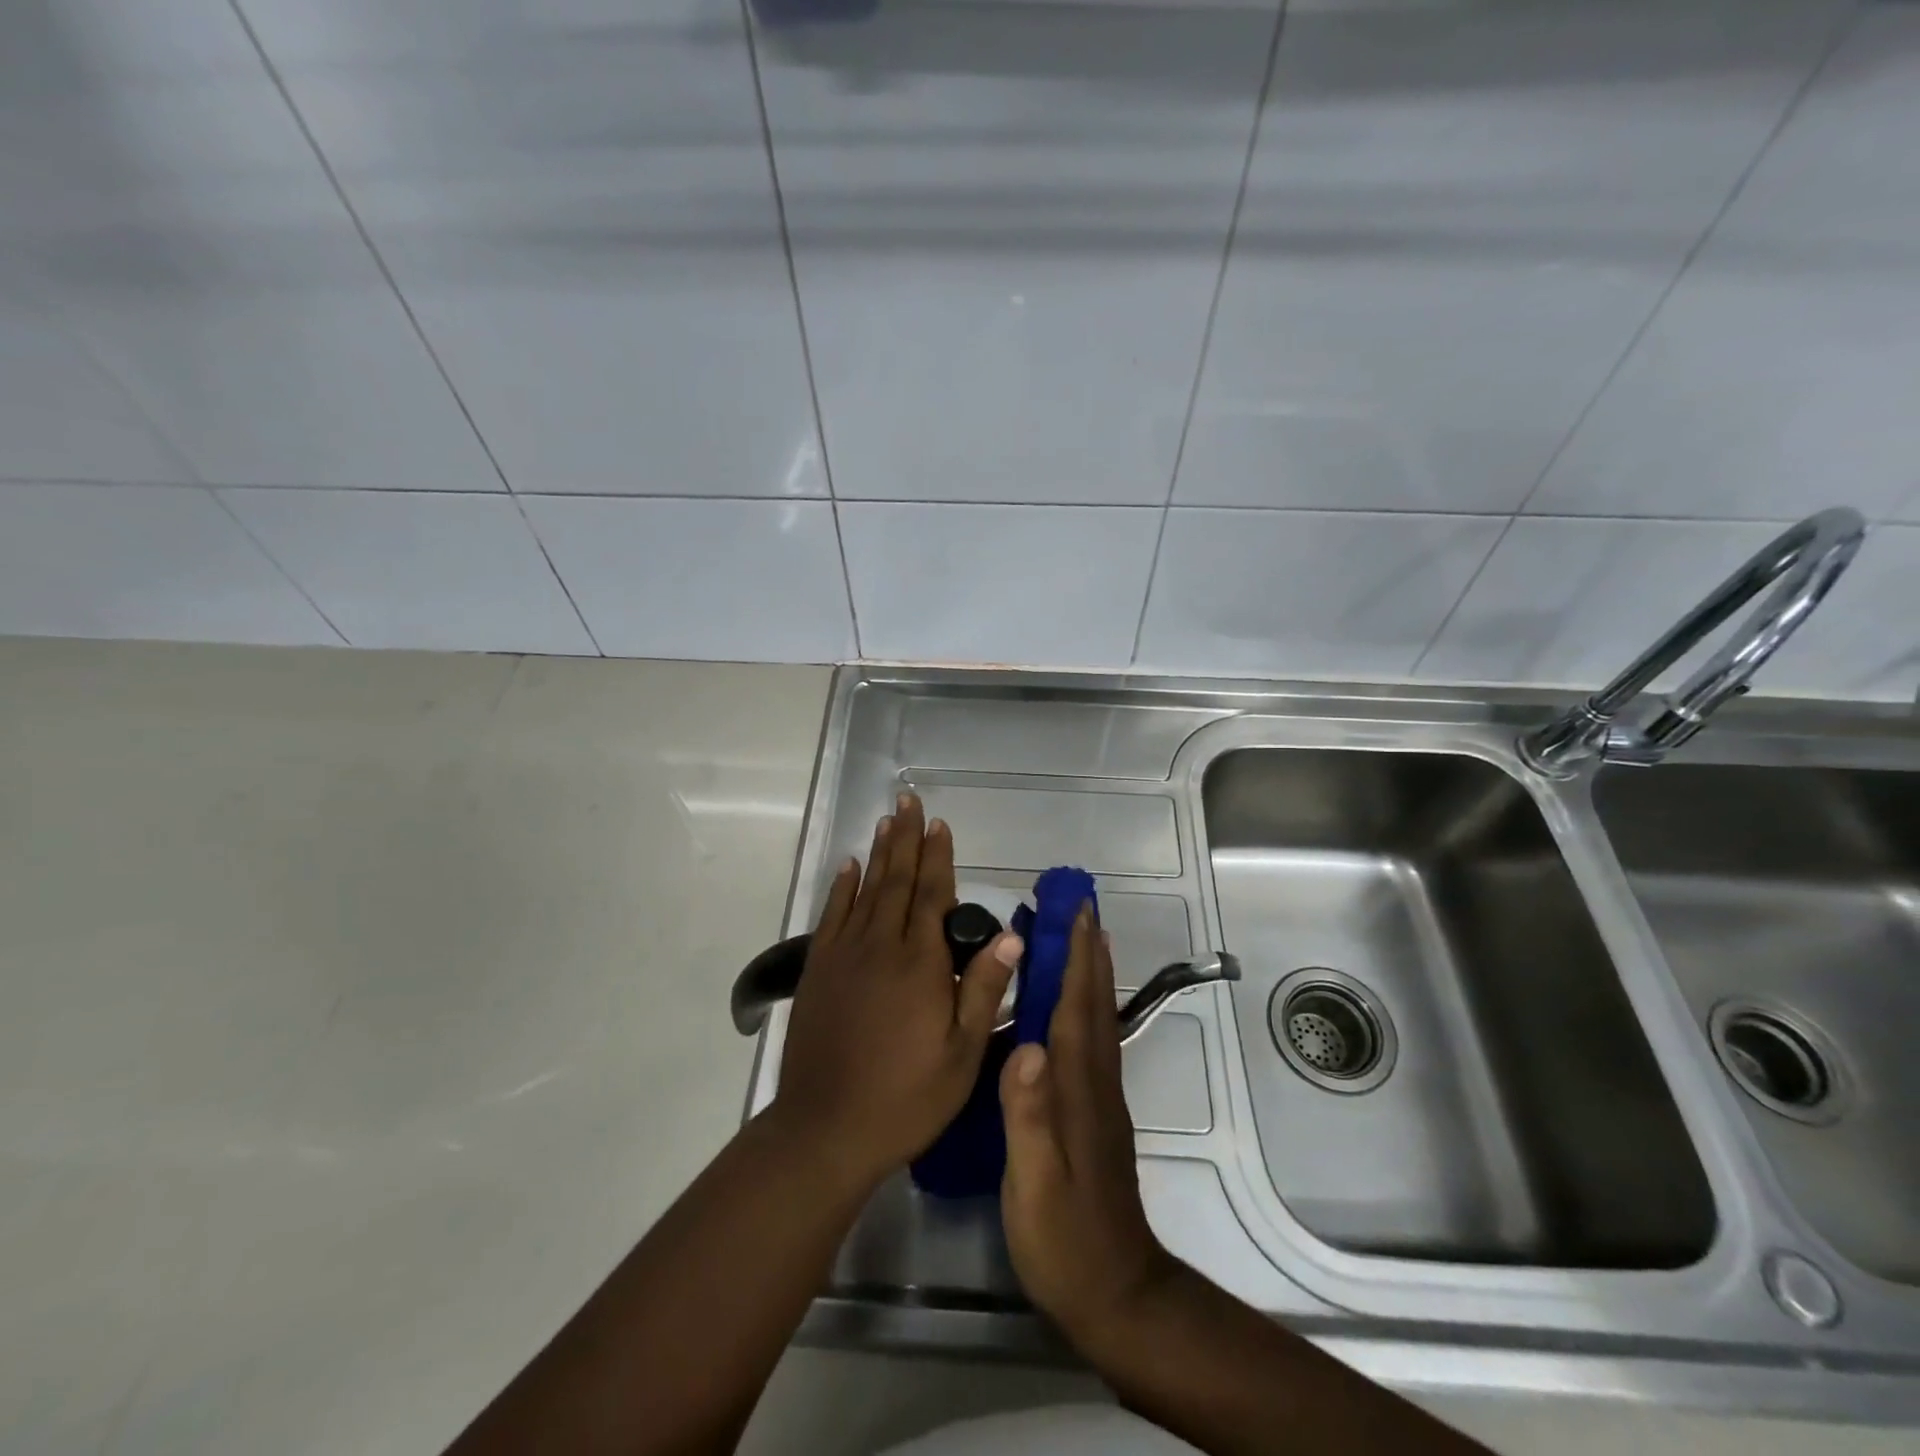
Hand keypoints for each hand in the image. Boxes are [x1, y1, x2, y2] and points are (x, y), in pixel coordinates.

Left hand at [774, 792, 1022, 1187]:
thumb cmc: (906, 1097)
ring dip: (877, 854)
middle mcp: (880, 945)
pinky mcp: (818, 971)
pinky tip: (847, 868)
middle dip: (905, 838)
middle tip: (908, 802)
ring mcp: (844, 955)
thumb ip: (983, 990)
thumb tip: (1012, 935)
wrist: (826, 1129)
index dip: (937, 856)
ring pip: (865, 890)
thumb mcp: (962, 1054)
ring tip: (886, 821)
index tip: (938, 824)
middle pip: (896, 880)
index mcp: (920, 962)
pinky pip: (832, 916)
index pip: (932, 894)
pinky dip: (841, 888)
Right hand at [999, 909, 1181, 1345]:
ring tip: (1085, 939)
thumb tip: (1026, 1046)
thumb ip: (1028, 1115)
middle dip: (1089, 952)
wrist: (1115, 1293)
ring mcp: (1101, 1099)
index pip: (1076, 1008)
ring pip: (1098, 1019)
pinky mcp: (1098, 1115)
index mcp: (1077, 1088)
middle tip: (1081, 907)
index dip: (1076, 958)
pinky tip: (1077, 1007)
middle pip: (1094, 1003)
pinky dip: (1090, 1007)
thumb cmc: (1064, 1237)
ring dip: (1093, 973)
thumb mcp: (1034, 1182)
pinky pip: (1094, 1041)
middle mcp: (1095, 1082)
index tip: (1075, 912)